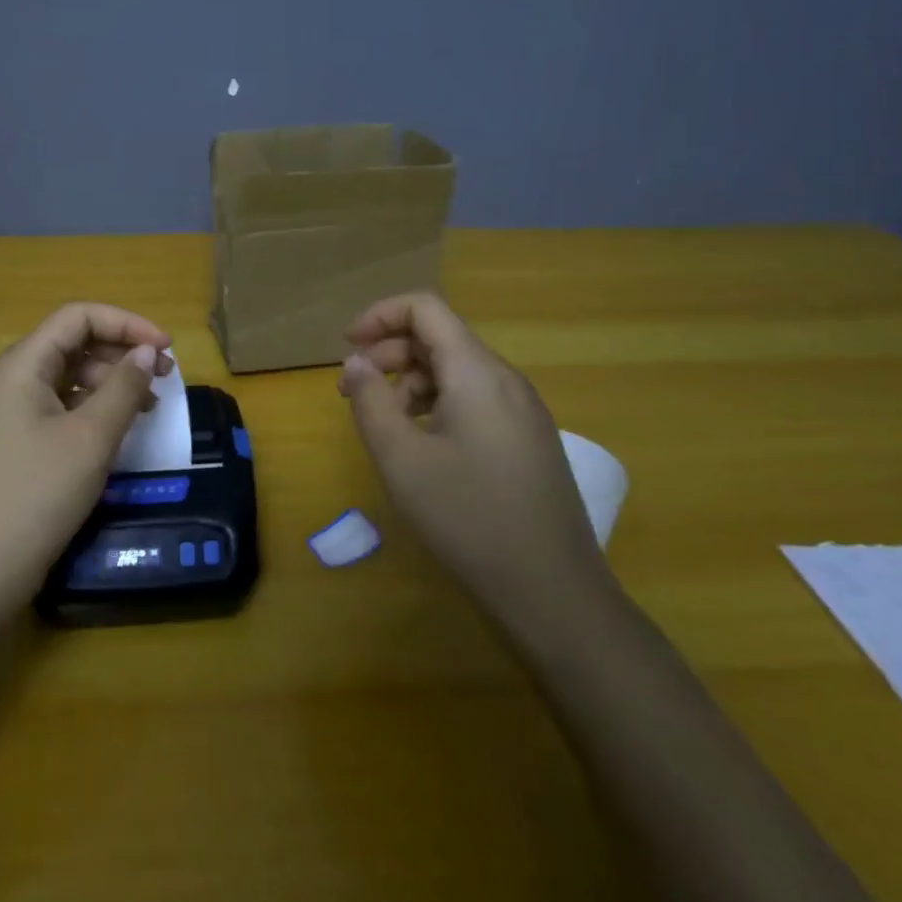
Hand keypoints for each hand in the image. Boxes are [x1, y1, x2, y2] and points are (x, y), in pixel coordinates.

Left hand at [0, 303, 172, 597]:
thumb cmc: (39, 492)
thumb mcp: (92, 436)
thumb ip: (124, 387)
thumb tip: (148, 352)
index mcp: (22, 364)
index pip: (78, 317)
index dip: (126, 323)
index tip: (166, 347)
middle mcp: (14, 377)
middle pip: (75, 342)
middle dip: (123, 351)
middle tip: (166, 376)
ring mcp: (14, 409)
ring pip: (71, 375)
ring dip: (113, 380)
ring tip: (151, 405)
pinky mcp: (20, 438)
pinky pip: (64, 404)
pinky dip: (96, 406)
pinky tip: (122, 425)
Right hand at [339, 292, 612, 627]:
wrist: (554, 593)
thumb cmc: (469, 519)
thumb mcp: (401, 459)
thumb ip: (371, 401)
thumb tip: (356, 362)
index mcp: (477, 373)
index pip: (425, 309)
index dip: (380, 316)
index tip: (347, 347)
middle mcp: (506, 380)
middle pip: (439, 338)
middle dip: (388, 352)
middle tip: (351, 391)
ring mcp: (523, 411)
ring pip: (455, 370)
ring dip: (409, 382)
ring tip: (382, 423)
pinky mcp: (528, 439)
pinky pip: (474, 399)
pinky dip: (436, 404)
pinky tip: (420, 444)